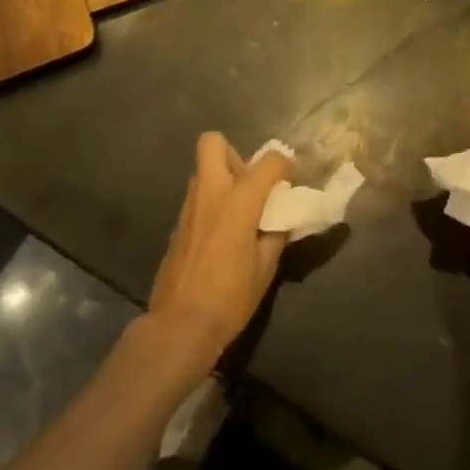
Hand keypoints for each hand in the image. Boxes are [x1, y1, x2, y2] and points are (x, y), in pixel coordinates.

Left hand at [145, 133, 292, 375]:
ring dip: (222, 178)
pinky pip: (197, 196)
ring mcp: (190, 206)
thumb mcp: (265, 268)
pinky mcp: (177, 224)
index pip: (268, 161)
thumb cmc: (230, 297)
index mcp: (239, 200)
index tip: (292, 175)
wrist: (179, 326)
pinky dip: (212, 202)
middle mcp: (211, 192)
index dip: (285, 163)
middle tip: (249, 182)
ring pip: (204, 170)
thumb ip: (275, 236)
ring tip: (238, 210)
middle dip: (234, 153)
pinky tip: (221, 232)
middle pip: (213, 143)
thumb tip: (281, 221)